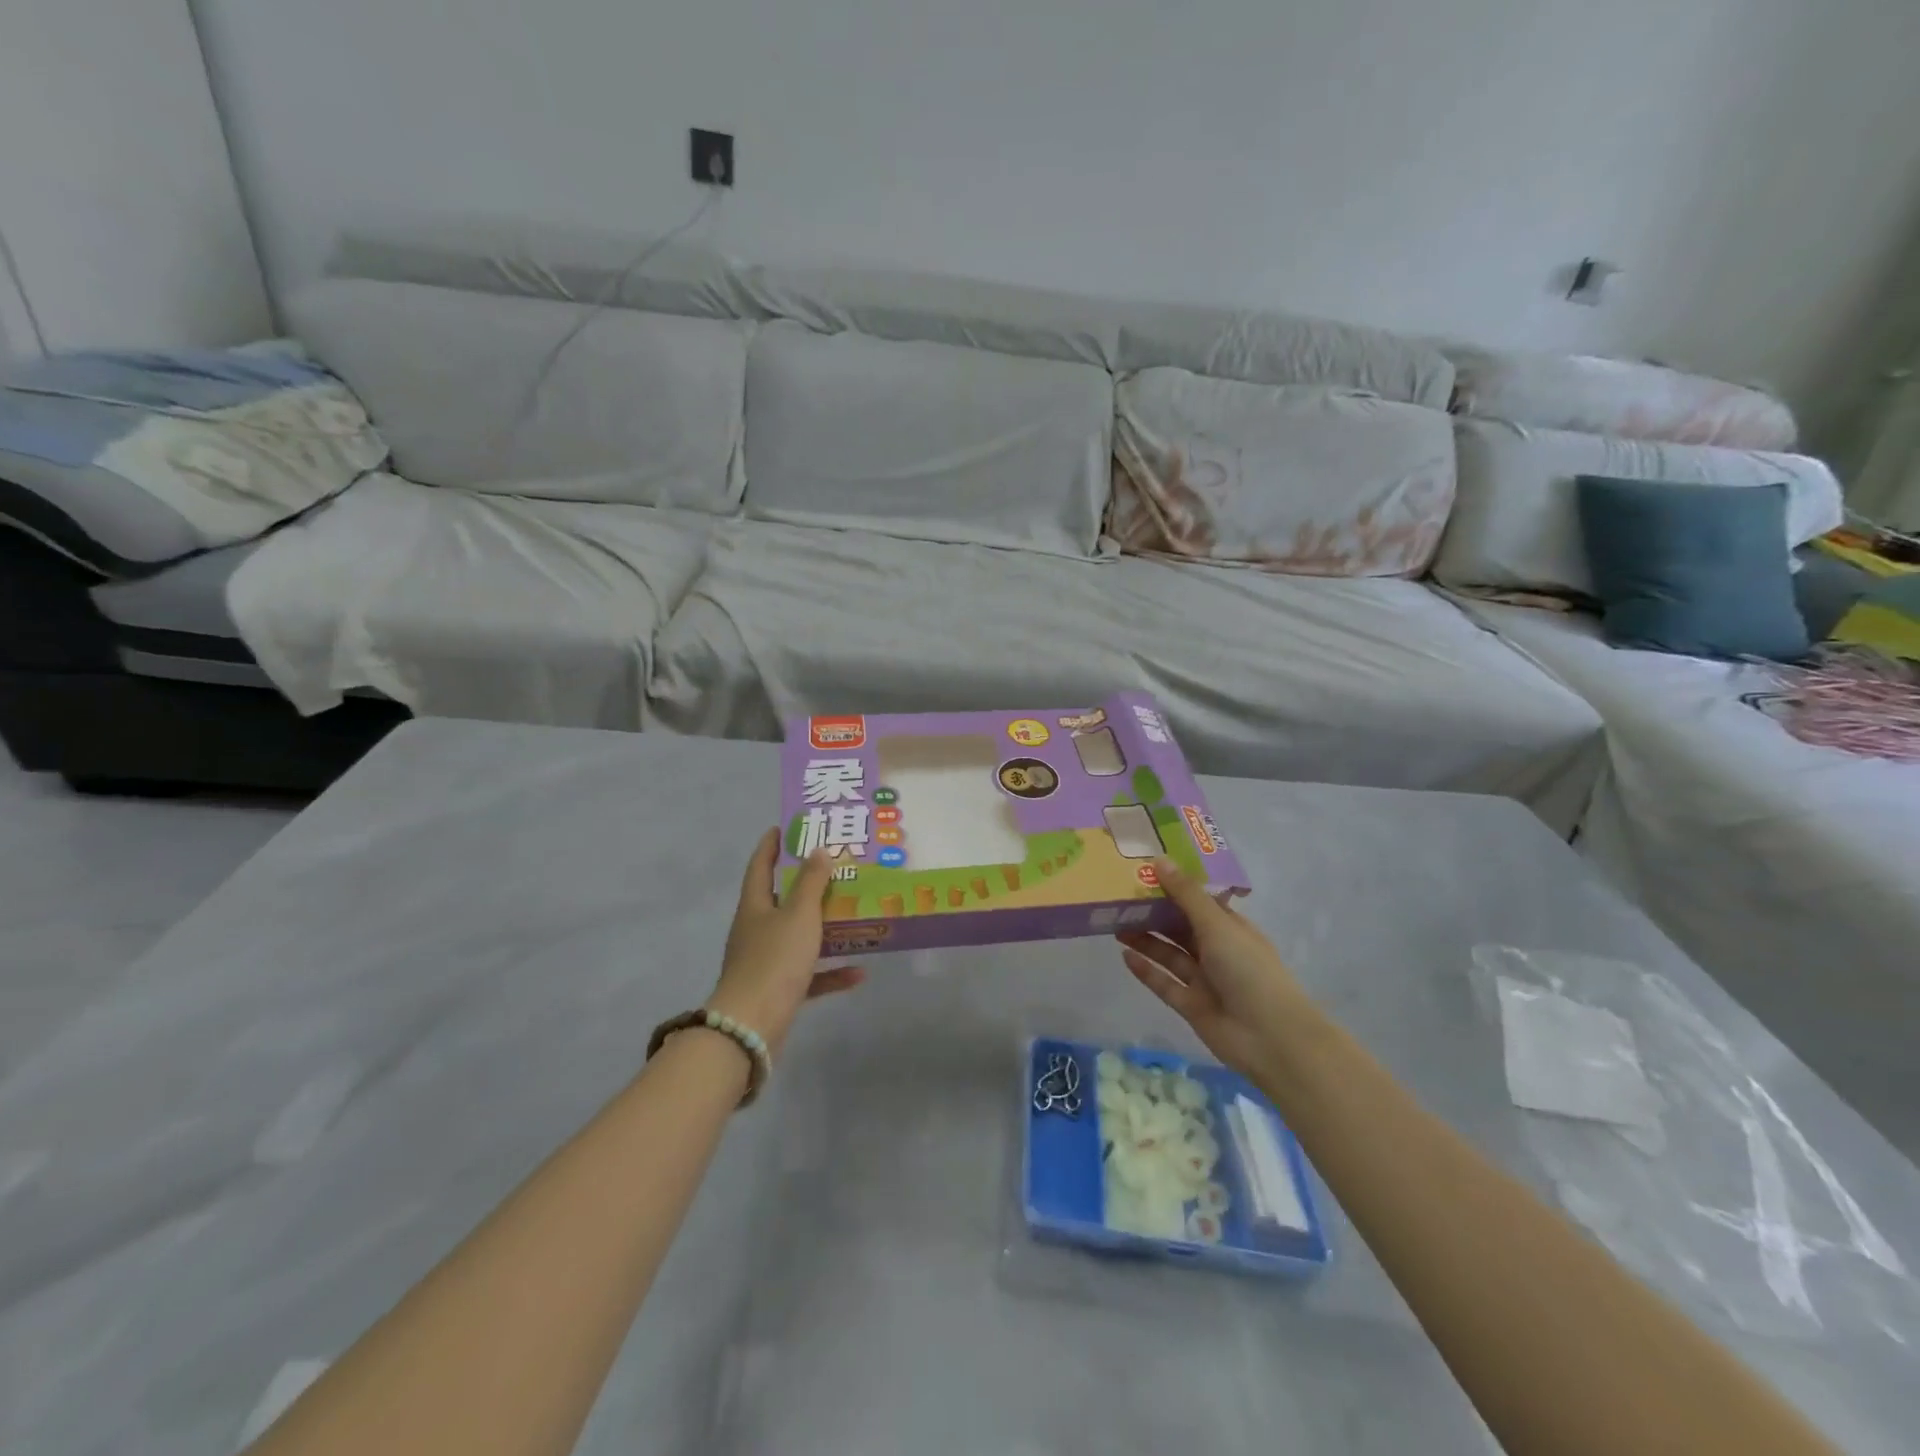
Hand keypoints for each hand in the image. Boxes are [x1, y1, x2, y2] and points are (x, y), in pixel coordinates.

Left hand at [707, 829, 864, 1055]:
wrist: (751, 1025)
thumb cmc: (775, 959)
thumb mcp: (799, 914)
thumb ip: (811, 882)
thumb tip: (818, 850)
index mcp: (755, 906)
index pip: (760, 866)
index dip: (771, 845)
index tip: (783, 827)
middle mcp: (757, 930)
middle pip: (781, 900)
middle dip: (806, 884)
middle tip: (834, 868)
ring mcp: (766, 961)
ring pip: (798, 936)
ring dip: (824, 927)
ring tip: (852, 914)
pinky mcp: (779, 990)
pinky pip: (809, 975)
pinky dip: (832, 972)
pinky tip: (859, 972)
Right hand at [1117, 859, 1315, 1079]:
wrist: (1271, 1039)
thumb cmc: (1249, 971)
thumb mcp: (1217, 926)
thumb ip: (1186, 895)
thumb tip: (1159, 860)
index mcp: (1231, 928)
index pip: (1199, 901)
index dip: (1174, 886)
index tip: (1144, 870)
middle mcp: (1217, 951)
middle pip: (1180, 927)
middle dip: (1154, 913)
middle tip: (1120, 896)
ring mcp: (1204, 980)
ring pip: (1169, 954)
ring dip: (1146, 939)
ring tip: (1115, 922)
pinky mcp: (1191, 1006)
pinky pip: (1164, 984)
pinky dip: (1146, 971)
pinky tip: (1124, 955)